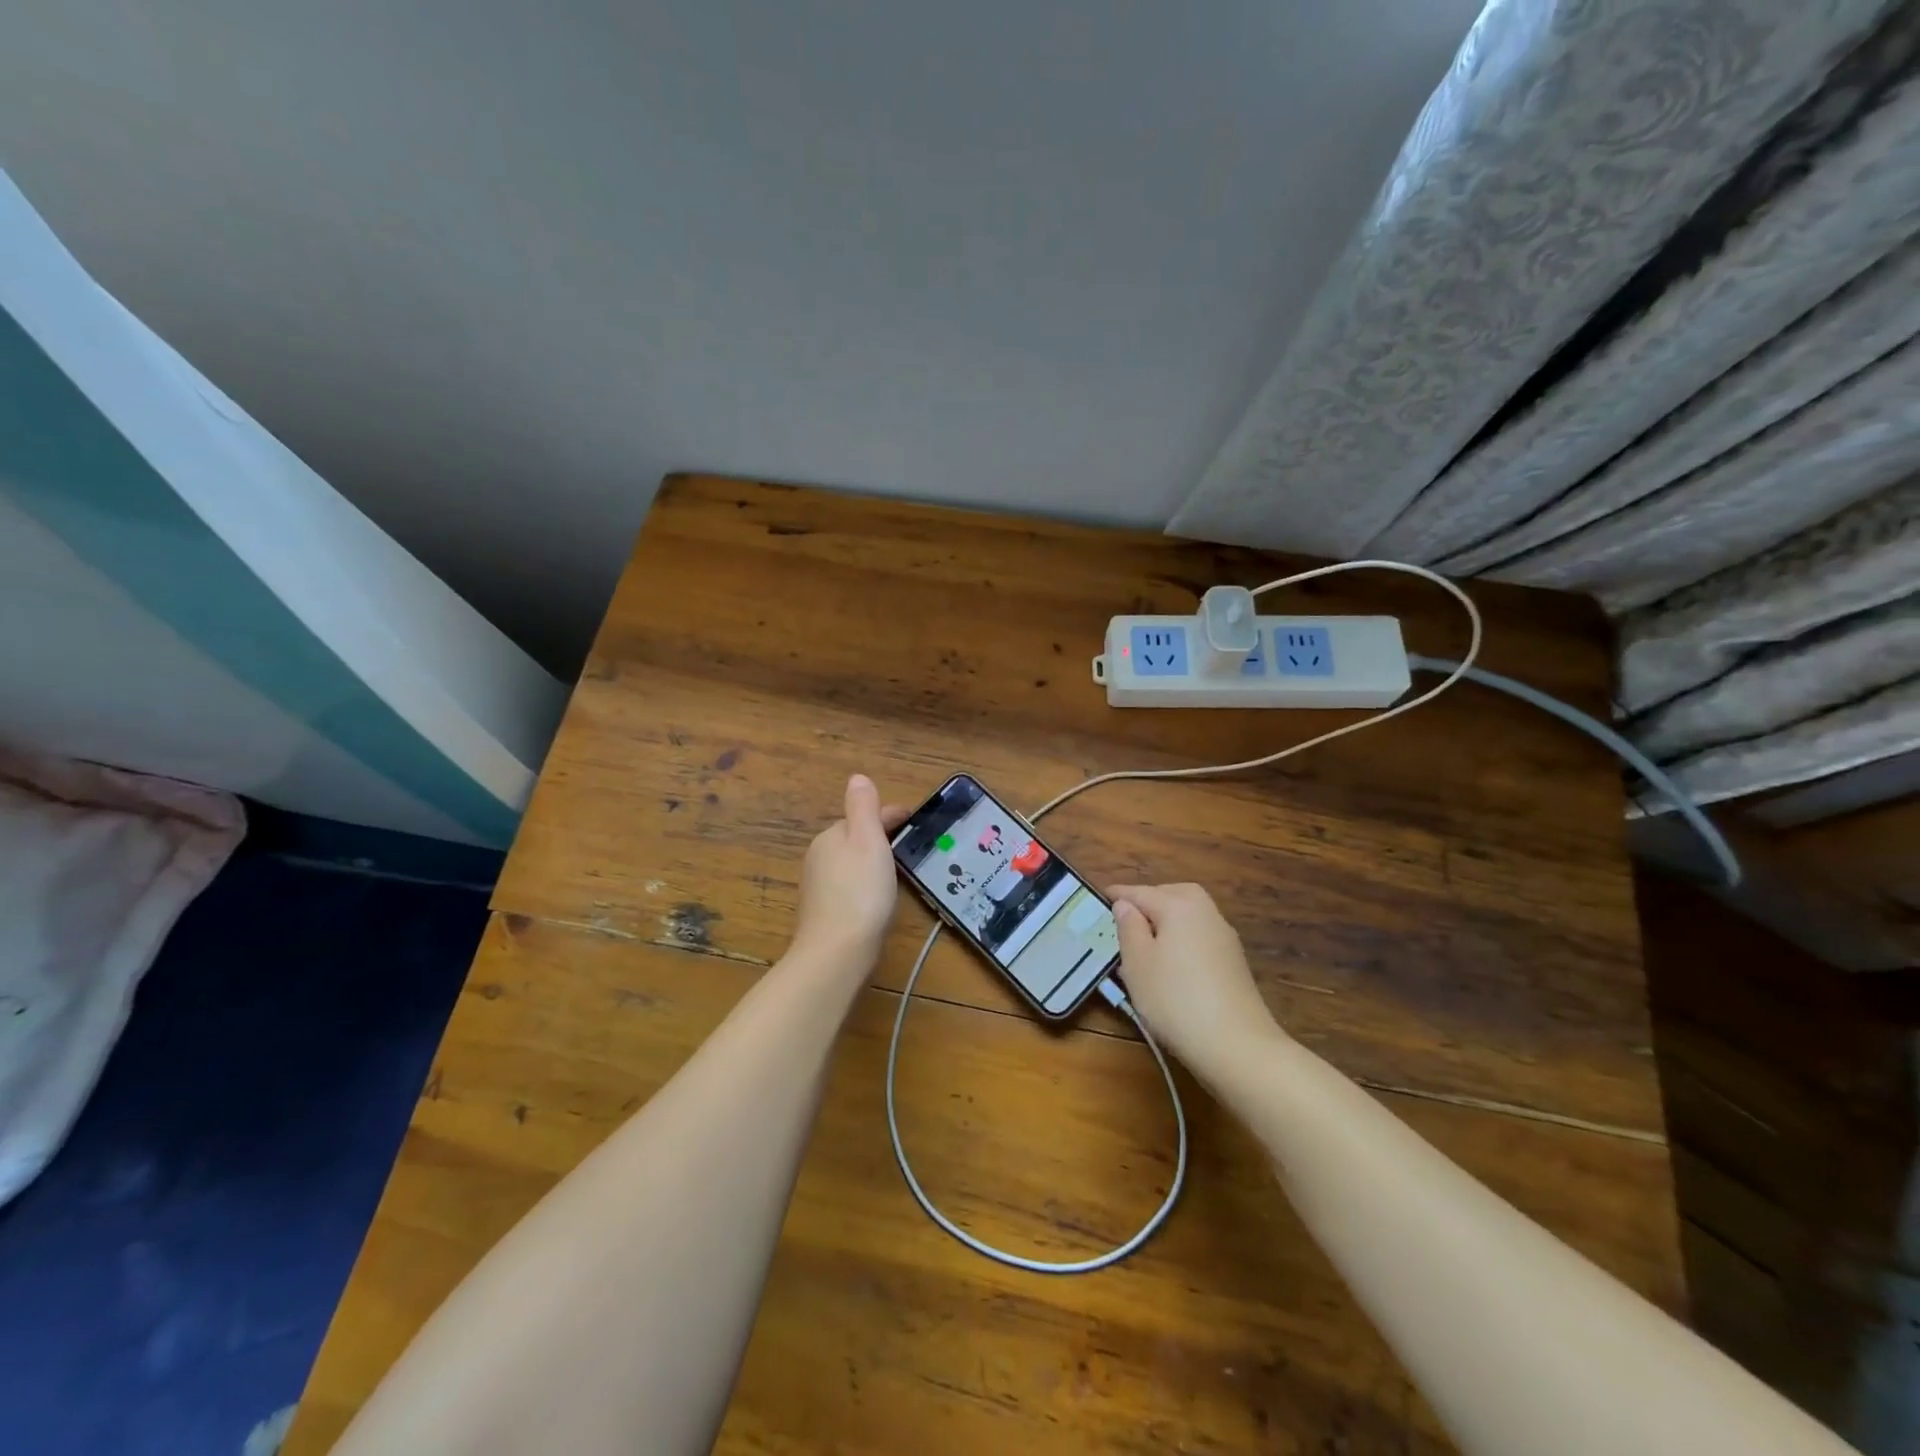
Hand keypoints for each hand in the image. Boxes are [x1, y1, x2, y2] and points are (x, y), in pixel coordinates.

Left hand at [792, 774, 906, 968]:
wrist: (836, 952)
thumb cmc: (860, 891)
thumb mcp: (868, 841)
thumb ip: (864, 808)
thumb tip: (857, 777)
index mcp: (831, 836)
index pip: (864, 816)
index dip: (891, 815)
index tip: (915, 820)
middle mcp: (819, 857)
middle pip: (854, 838)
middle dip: (879, 837)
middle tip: (910, 846)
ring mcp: (818, 886)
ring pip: (850, 863)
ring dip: (872, 861)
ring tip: (898, 871)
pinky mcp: (823, 912)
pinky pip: (848, 886)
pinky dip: (864, 884)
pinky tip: (877, 899)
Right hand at [1107, 883, 1283, 1078]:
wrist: (1237, 1046)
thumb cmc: (1175, 999)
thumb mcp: (1137, 963)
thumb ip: (1128, 927)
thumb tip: (1126, 905)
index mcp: (1179, 904)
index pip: (1139, 892)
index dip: (1116, 896)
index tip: (1098, 899)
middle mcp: (1206, 912)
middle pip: (1170, 896)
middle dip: (1146, 903)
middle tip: (1123, 919)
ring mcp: (1224, 937)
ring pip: (1186, 917)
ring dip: (1165, 923)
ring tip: (1143, 944)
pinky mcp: (1233, 962)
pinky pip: (1198, 938)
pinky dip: (1181, 941)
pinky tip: (1169, 966)